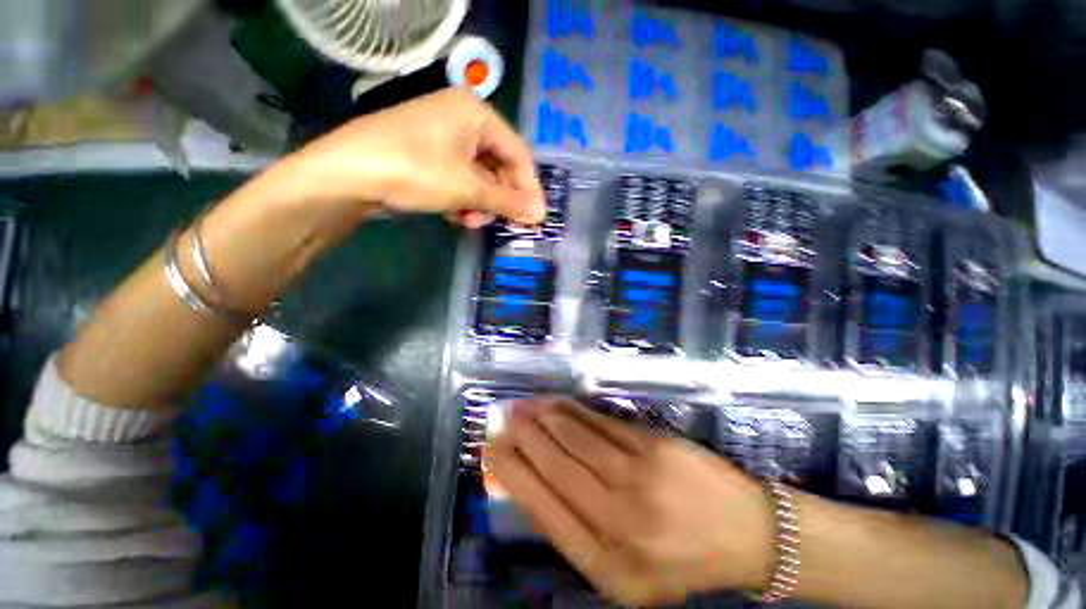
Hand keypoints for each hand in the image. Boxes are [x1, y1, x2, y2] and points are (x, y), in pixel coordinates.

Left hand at [286, 86, 545, 228]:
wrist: (346, 175)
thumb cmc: (415, 170)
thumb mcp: (467, 189)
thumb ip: (507, 202)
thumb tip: (540, 215)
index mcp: (476, 113)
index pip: (518, 154)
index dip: (529, 188)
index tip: (535, 217)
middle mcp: (462, 119)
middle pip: (499, 166)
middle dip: (499, 199)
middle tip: (500, 223)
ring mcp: (444, 138)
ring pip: (480, 177)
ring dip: (480, 203)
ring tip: (469, 221)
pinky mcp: (429, 156)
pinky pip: (461, 179)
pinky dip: (463, 200)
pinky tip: (455, 215)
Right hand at [485, 398, 775, 606]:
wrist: (747, 533)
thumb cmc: (680, 556)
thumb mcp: (623, 567)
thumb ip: (578, 528)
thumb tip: (533, 481)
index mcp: (606, 565)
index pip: (542, 509)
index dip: (513, 474)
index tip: (492, 450)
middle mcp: (618, 521)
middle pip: (554, 466)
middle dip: (522, 438)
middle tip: (502, 418)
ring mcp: (640, 478)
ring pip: (573, 437)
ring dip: (542, 418)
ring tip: (522, 406)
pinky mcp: (655, 446)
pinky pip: (600, 422)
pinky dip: (572, 410)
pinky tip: (556, 404)